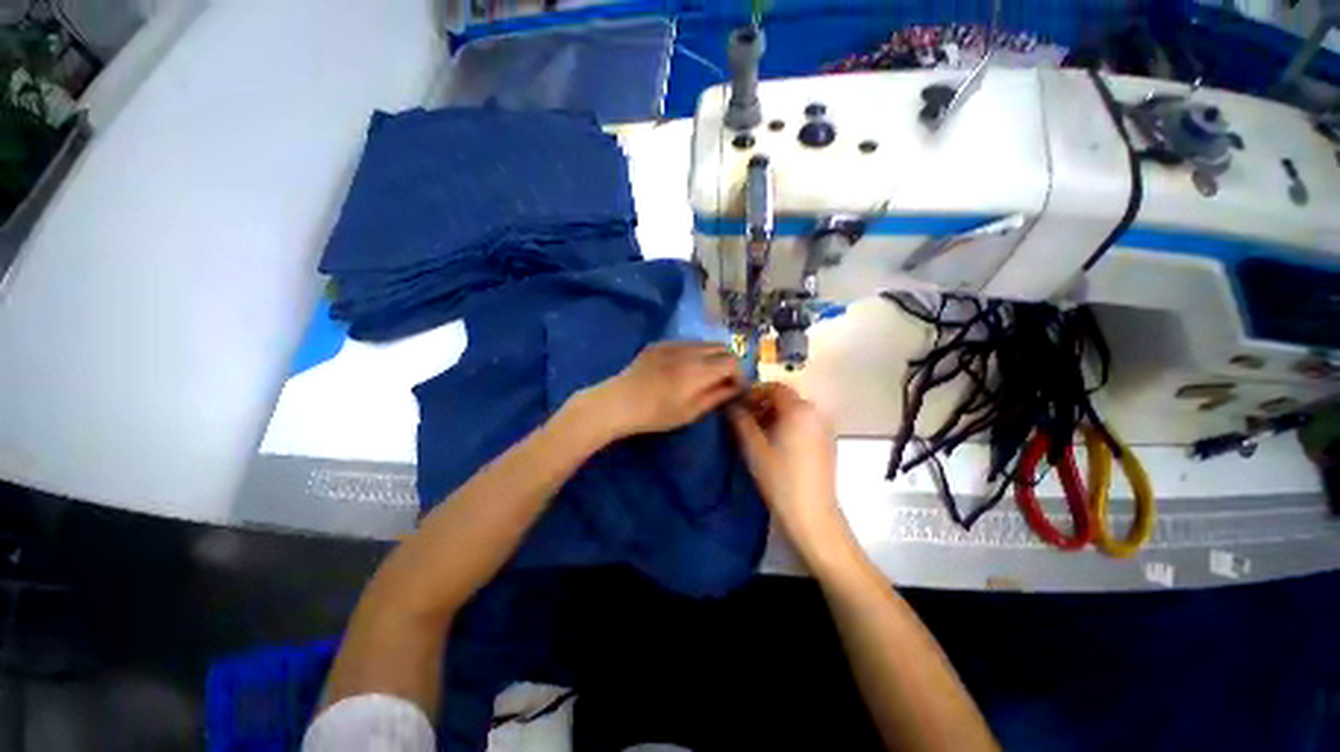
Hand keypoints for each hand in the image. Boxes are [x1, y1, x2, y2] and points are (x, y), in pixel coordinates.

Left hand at [583, 341, 743, 439]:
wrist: (618, 402)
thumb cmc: (656, 414)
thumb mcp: (690, 412)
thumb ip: (717, 396)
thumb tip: (736, 388)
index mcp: (699, 370)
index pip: (732, 361)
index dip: (738, 374)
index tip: (735, 388)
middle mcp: (689, 350)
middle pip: (721, 347)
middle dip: (728, 362)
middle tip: (723, 380)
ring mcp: (673, 343)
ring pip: (704, 343)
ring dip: (712, 356)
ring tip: (704, 374)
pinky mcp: (660, 343)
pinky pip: (686, 343)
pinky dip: (694, 352)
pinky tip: (683, 368)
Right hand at [728, 383, 849, 555]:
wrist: (812, 514)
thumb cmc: (780, 478)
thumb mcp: (753, 447)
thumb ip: (741, 420)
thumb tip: (731, 405)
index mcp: (799, 410)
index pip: (775, 388)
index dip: (755, 392)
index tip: (738, 405)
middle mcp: (816, 413)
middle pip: (786, 398)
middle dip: (763, 404)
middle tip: (744, 419)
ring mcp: (824, 429)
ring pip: (795, 412)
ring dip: (774, 415)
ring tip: (756, 433)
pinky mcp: (826, 443)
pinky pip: (804, 424)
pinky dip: (788, 425)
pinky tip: (775, 444)